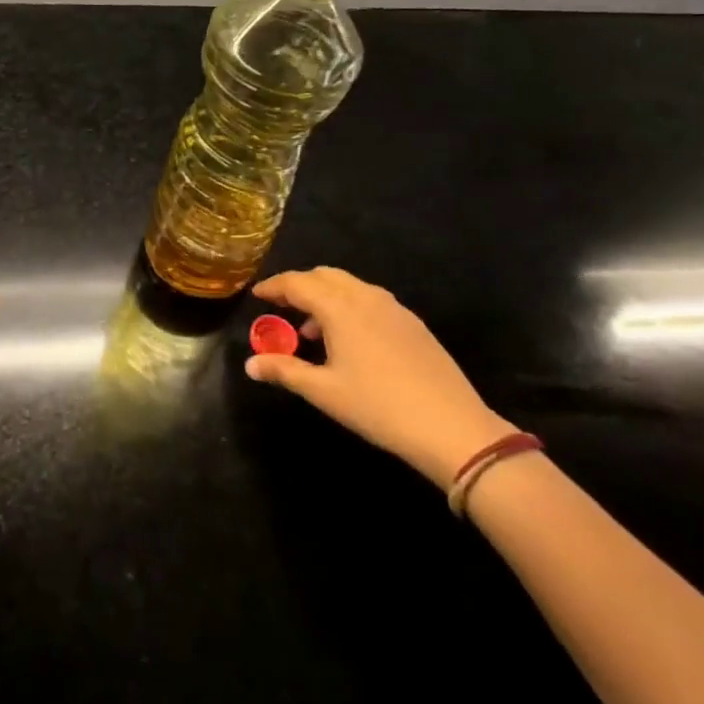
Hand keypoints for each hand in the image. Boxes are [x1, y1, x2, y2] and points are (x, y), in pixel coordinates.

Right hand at [246, 266, 513, 485]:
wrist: (453, 428)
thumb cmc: (378, 406)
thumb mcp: (324, 392)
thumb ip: (284, 371)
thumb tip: (250, 365)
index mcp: (340, 307)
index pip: (297, 283)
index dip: (274, 287)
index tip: (257, 295)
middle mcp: (366, 297)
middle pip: (324, 276)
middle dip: (300, 286)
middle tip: (282, 308)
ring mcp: (394, 309)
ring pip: (350, 286)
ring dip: (326, 297)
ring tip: (313, 331)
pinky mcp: (414, 324)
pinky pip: (371, 301)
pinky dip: (350, 307)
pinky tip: (350, 341)